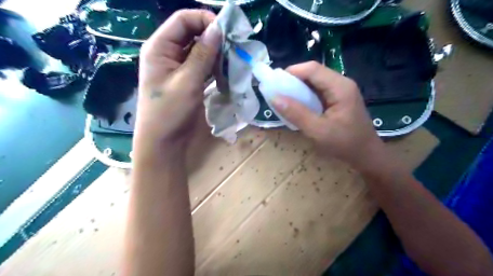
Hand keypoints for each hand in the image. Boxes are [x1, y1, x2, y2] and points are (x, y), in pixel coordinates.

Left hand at [133, 10, 221, 161]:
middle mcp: (168, 53)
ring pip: (200, 51)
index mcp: (160, 47)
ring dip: (216, 53)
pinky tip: (226, 72)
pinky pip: (202, 66)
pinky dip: (214, 67)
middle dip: (214, 38)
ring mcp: (178, 67)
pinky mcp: (188, 80)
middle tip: (234, 47)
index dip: (205, 20)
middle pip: (193, 34)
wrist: (164, 141)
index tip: (227, 32)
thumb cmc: (170, 112)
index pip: (183, 20)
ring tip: (233, 60)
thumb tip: (218, 29)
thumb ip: (202, 55)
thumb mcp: (187, 82)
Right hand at [271, 62, 387, 170]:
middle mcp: (341, 83)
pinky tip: (298, 106)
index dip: (291, 72)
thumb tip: (274, 98)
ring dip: (298, 88)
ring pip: (315, 81)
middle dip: (293, 80)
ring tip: (284, 99)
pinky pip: (318, 91)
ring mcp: (341, 90)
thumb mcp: (317, 131)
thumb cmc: (344, 144)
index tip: (275, 84)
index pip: (312, 69)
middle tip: (277, 93)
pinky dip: (305, 96)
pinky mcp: (338, 99)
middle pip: (313, 73)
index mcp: (340, 87)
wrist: (366, 155)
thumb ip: (296, 113)